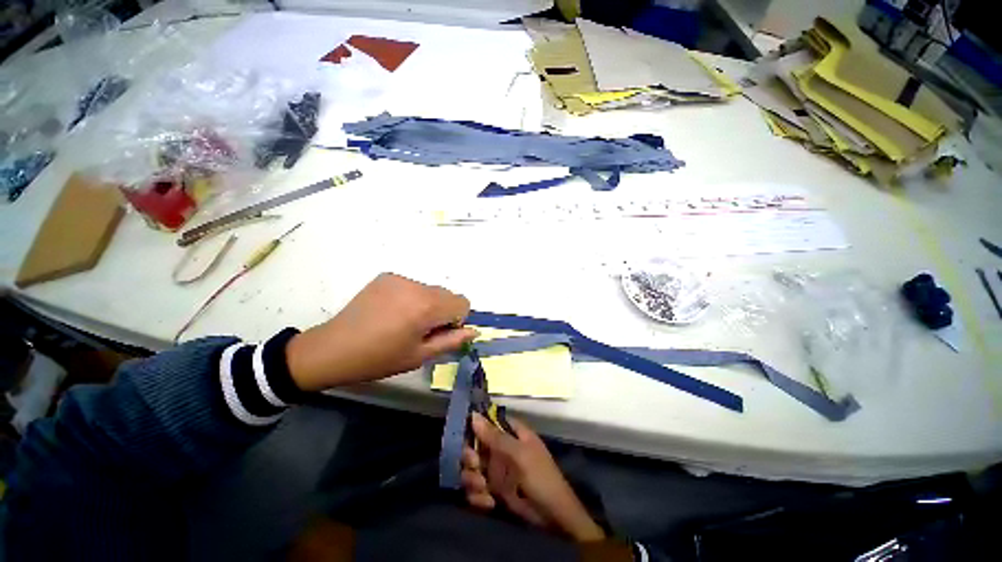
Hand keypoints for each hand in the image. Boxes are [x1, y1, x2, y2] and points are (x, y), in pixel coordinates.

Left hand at [286, 273, 476, 390]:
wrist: (333, 349)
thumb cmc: (379, 358)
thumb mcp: (420, 355)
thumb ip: (451, 341)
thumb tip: (473, 331)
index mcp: (427, 306)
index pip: (462, 302)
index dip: (455, 320)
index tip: (438, 333)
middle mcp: (417, 286)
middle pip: (447, 294)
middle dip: (442, 312)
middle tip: (420, 330)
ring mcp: (400, 278)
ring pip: (430, 290)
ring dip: (427, 304)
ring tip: (403, 322)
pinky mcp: (387, 277)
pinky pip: (413, 286)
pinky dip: (411, 298)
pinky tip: (391, 312)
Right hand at [461, 413, 605, 541]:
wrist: (552, 517)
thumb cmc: (540, 477)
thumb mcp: (519, 454)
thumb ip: (495, 436)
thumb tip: (474, 415)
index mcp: (511, 434)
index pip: (488, 421)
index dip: (474, 426)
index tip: (464, 435)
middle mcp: (501, 449)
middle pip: (475, 446)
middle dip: (471, 458)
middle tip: (476, 466)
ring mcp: (496, 471)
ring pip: (472, 470)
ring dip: (473, 480)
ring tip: (484, 488)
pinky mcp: (493, 491)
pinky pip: (476, 490)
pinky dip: (478, 497)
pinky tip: (489, 503)